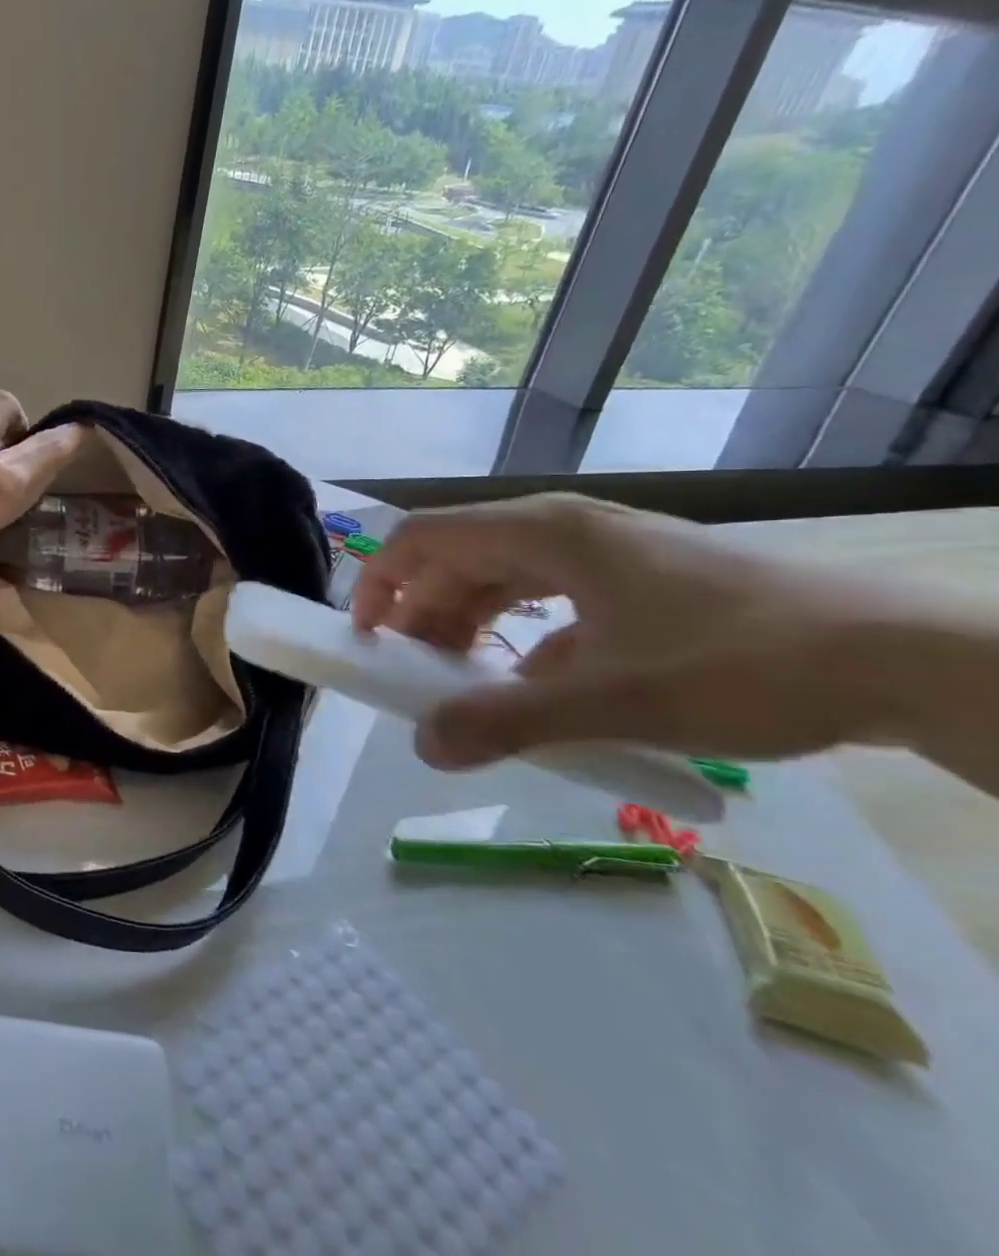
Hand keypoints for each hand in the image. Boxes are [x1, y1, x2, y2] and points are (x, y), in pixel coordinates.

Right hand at [353, 494, 905, 768]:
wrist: (908, 662)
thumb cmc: (748, 665)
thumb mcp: (616, 700)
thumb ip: (508, 721)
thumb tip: (423, 746)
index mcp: (548, 532)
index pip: (425, 537)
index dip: (381, 580)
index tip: (366, 637)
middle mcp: (567, 528)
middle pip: (458, 556)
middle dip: (420, 611)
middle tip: (409, 672)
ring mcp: (606, 552)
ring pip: (502, 576)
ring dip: (467, 622)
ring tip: (458, 678)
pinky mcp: (637, 579)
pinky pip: (547, 597)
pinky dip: (518, 634)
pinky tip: (530, 683)